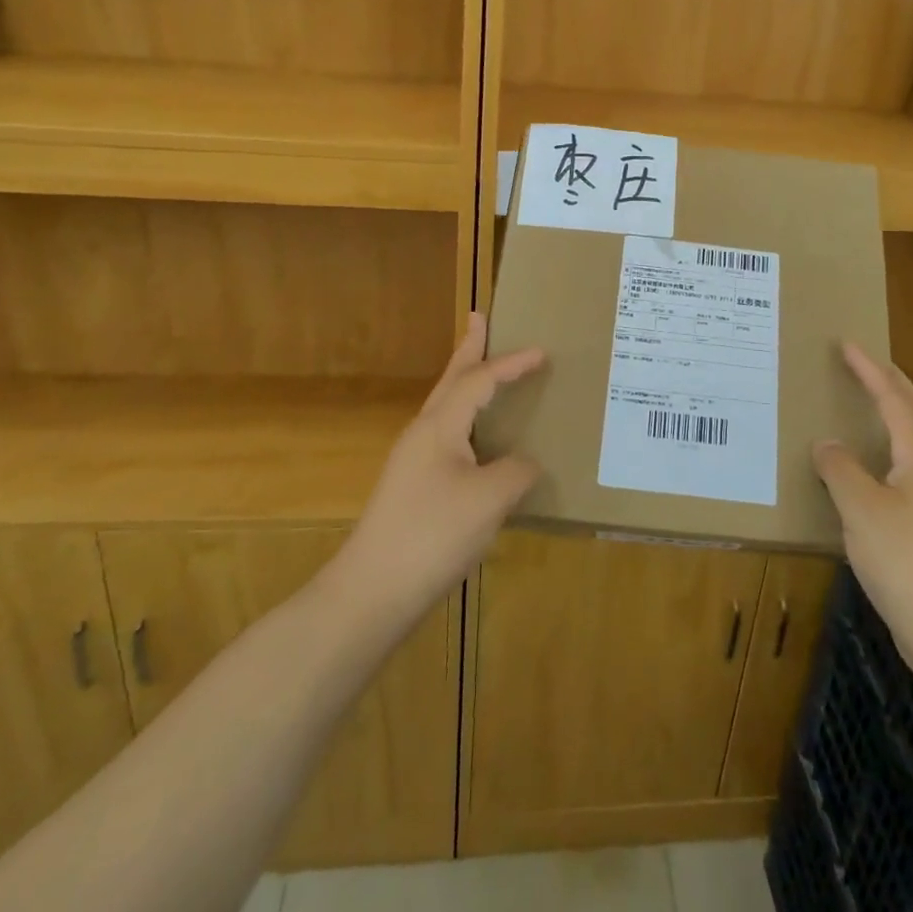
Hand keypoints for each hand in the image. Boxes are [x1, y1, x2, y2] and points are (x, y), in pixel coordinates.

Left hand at [338, 313, 543, 625]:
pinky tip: (478, 440)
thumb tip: (525, 464)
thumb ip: (517, 471)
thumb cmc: (432, 534)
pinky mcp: (414, 488)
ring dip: (466, 383)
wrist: (371, 592)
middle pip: (451, 380)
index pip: (480, 381)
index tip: (541, 351)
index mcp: (439, 425)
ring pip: (447, 409)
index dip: (511, 364)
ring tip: (483, 369)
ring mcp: (414, 462)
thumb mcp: (489, 499)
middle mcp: (423, 434)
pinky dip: (467, 420)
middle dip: (468, 349)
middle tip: (478, 319)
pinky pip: (448, 436)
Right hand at [814, 344, 912, 682]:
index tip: (848, 344)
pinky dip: (882, 452)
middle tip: (861, 363)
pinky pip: (900, 470)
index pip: (895, 399)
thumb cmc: (908, 562)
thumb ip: (840, 470)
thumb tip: (827, 444)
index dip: (870, 370)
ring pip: (910, 442)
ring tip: (860, 406)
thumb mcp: (862, 510)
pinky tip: (862, 471)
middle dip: (888, 383)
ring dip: (889, 415)